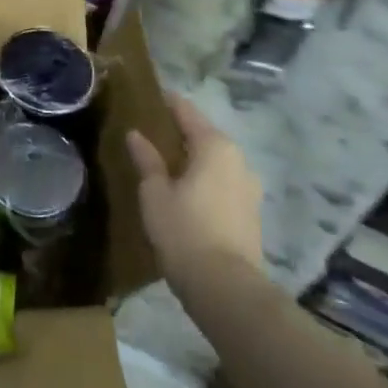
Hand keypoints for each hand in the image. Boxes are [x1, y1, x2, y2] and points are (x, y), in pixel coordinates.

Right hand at [126, 92, 263, 294]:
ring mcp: (249, 187)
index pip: (186, 111)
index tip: (149, 97)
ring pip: (216, 161)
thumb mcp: (155, 193)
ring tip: (167, 166)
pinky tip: (186, 193)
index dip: (167, 103)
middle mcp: (237, 159)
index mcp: (214, 145)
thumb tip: (135, 134)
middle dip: (179, 133)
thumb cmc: (184, 231)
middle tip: (151, 135)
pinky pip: (223, 183)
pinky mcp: (251, 213)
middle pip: (204, 135)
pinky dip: (205, 180)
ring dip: (194, 159)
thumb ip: (147, 160)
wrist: (226, 289)